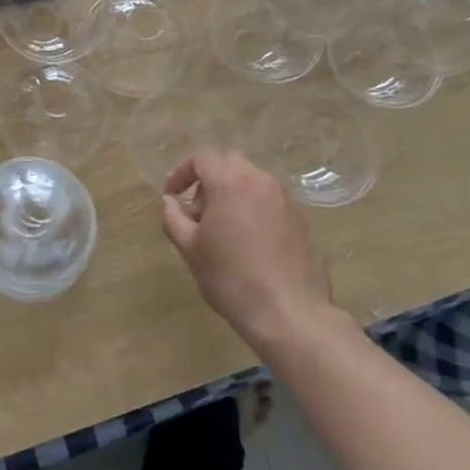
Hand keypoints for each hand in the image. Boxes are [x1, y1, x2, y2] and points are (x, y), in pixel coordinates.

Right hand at [160, 150, 331, 348]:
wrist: (288, 311)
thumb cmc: (231, 277)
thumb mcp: (190, 249)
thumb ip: (174, 218)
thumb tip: (170, 201)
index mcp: (230, 183)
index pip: (202, 159)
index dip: (181, 173)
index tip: (171, 196)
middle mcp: (260, 181)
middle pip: (229, 163)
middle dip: (208, 180)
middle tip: (198, 213)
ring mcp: (284, 199)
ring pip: (252, 180)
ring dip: (232, 193)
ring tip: (222, 230)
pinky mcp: (299, 219)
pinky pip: (269, 200)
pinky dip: (252, 208)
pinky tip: (248, 242)